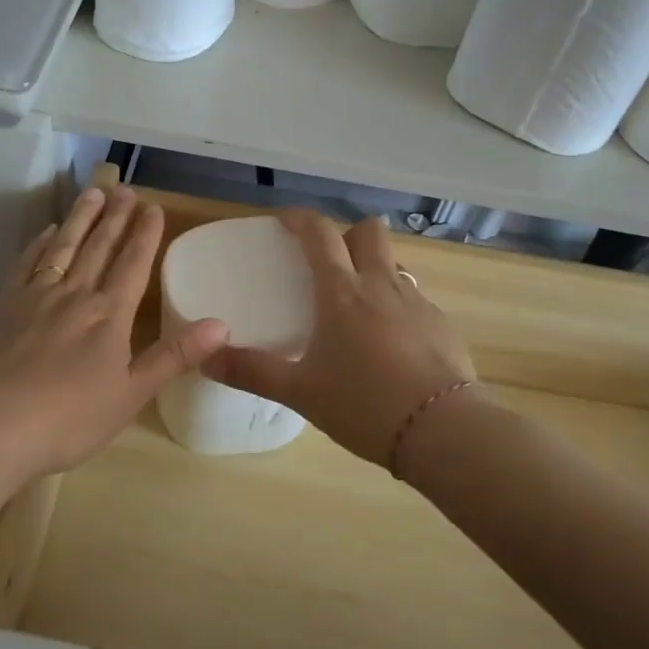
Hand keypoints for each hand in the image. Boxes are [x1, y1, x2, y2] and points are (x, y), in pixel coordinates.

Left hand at [0, 185, 229, 481]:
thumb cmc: (68, 419)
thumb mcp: (131, 395)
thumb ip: (174, 356)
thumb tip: (222, 324)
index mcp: (109, 315)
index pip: (133, 264)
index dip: (145, 235)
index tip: (153, 207)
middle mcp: (74, 295)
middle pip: (99, 247)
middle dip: (115, 217)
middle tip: (125, 189)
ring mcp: (35, 297)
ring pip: (63, 247)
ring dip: (80, 218)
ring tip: (93, 193)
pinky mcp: (3, 307)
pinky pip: (27, 264)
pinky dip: (40, 244)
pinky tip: (46, 232)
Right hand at [203, 210, 475, 466]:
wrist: (442, 430)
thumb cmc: (364, 404)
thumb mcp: (301, 392)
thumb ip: (253, 372)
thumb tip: (206, 357)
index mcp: (342, 292)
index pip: (320, 233)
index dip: (300, 218)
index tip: (284, 220)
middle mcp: (381, 285)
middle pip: (369, 231)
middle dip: (347, 233)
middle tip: (329, 260)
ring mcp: (418, 302)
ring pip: (394, 265)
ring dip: (374, 269)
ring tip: (359, 306)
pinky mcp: (443, 324)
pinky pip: (416, 299)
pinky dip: (398, 307)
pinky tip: (392, 344)